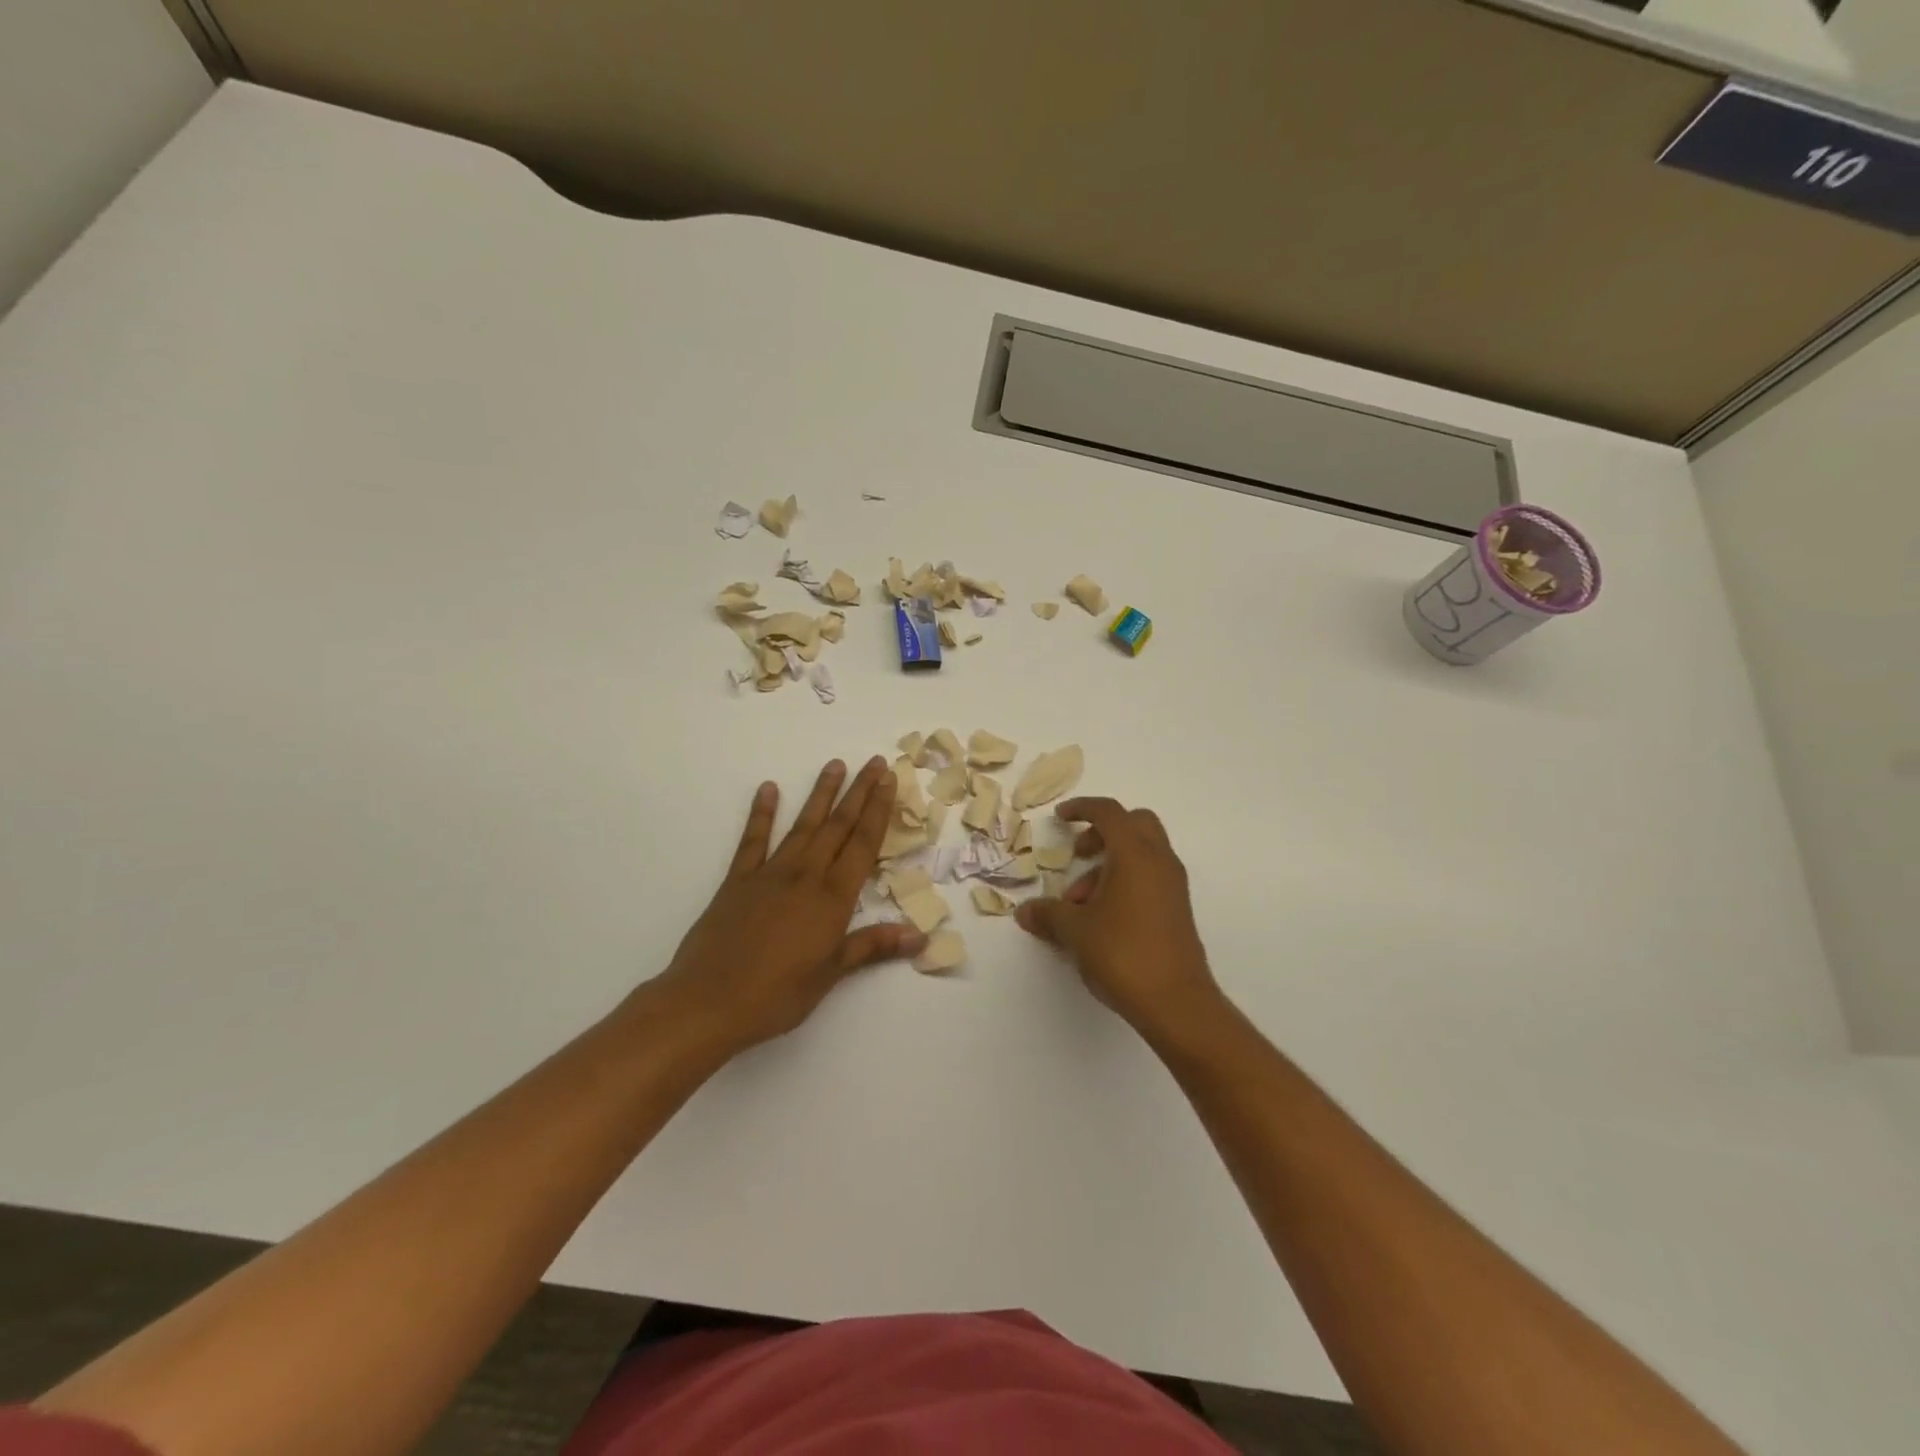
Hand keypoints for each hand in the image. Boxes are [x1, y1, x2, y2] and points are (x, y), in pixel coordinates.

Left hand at [650, 758, 924, 1058]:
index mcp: (833, 898)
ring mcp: (770, 873)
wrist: (708, 1002)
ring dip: (821, 794)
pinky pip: (753, 840)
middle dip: (859, 792)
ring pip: (803, 825)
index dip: (878, 810)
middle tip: (874, 762)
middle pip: (838, 826)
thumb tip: (920, 936)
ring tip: (835, 765)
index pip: (863, 843)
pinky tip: (769, 789)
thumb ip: (873, 946)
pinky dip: (762, 813)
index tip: (889, 780)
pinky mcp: (738, 880)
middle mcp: (805, 875)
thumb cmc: (777, 994)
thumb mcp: (831, 974)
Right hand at [1015, 797, 1224, 1042]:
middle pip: (1134, 824)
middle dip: (1102, 832)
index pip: (1109, 812)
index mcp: (1135, 854)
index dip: (1082, 808)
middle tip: (1077, 855)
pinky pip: (1149, 877)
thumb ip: (1048, 914)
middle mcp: (1159, 861)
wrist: (1176, 1002)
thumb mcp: (1075, 931)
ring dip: (1108, 865)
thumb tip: (1025, 911)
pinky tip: (1102, 918)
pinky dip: (1125, 882)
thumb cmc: (1123, 953)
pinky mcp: (1177, 908)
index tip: (1060, 818)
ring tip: (1079, 905)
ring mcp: (1173, 885)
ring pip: (1141, 853)